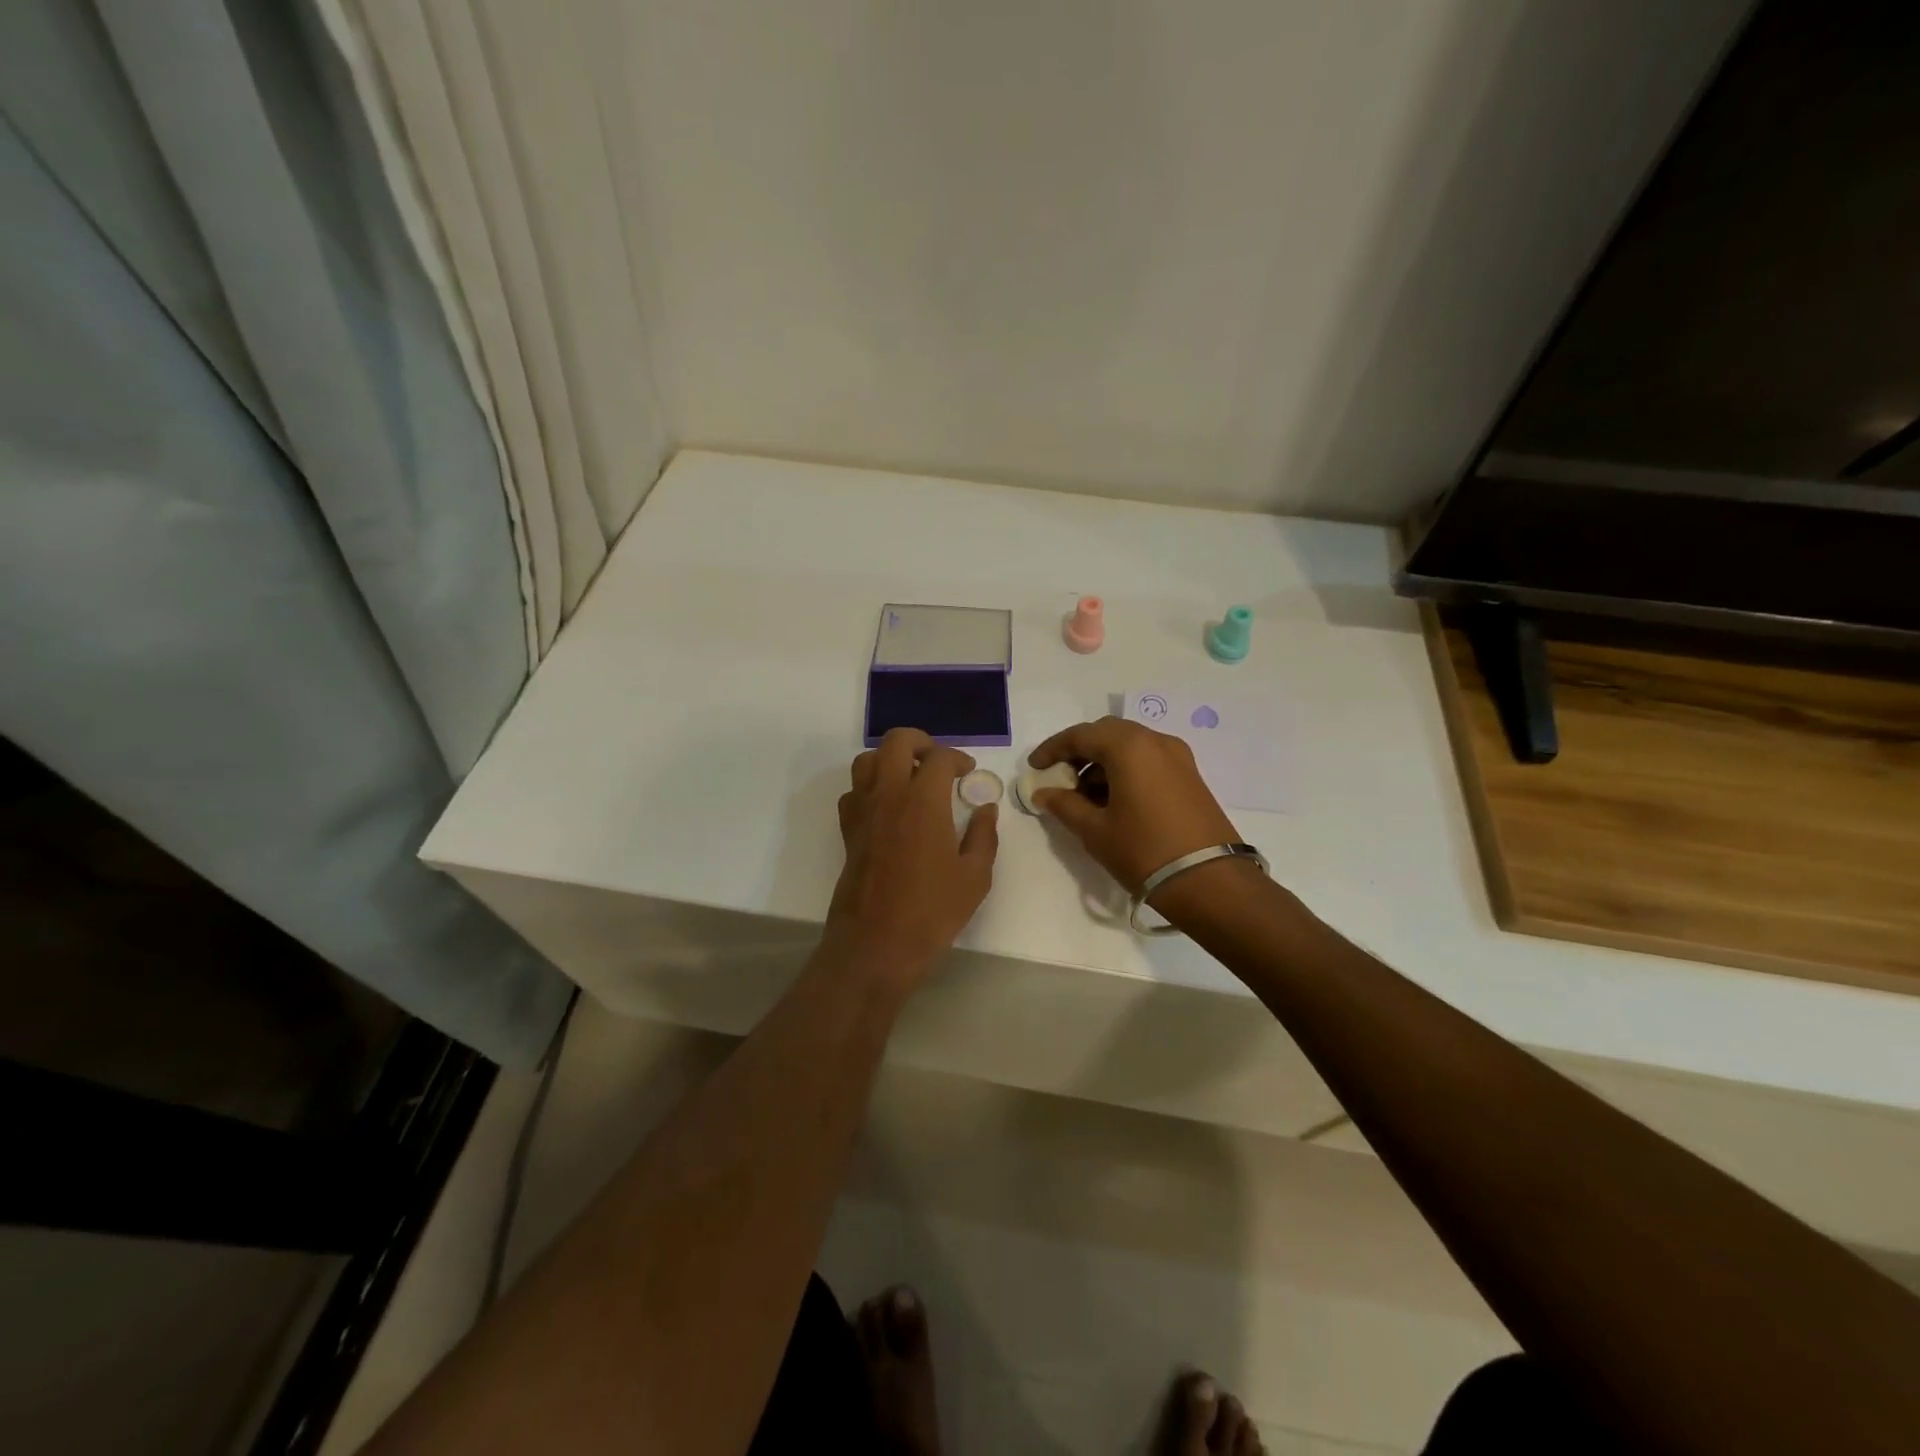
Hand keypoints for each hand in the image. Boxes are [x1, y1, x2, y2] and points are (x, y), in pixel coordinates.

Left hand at [828, 728, 998, 981]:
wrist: (876, 944)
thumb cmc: (932, 910)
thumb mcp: (975, 876)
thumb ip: (984, 835)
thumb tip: (986, 808)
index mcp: (923, 800)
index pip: (940, 757)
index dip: (958, 758)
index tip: (968, 773)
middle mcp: (889, 794)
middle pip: (896, 742)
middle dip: (920, 742)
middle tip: (938, 762)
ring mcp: (863, 811)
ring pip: (867, 761)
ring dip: (890, 759)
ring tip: (910, 778)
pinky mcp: (848, 831)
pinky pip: (853, 792)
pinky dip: (870, 788)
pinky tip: (887, 808)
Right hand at [1027, 717, 1239, 892]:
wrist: (1210, 882)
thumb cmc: (1144, 851)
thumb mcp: (1095, 831)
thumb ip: (1065, 806)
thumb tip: (1044, 793)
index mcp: (1129, 747)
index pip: (1081, 735)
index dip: (1053, 749)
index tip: (1035, 768)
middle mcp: (1155, 741)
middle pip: (1108, 734)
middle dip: (1080, 752)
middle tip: (1060, 778)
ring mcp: (1178, 757)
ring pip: (1130, 746)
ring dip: (1103, 763)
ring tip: (1085, 796)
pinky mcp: (1190, 776)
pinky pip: (1149, 760)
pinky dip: (1126, 770)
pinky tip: (1114, 801)